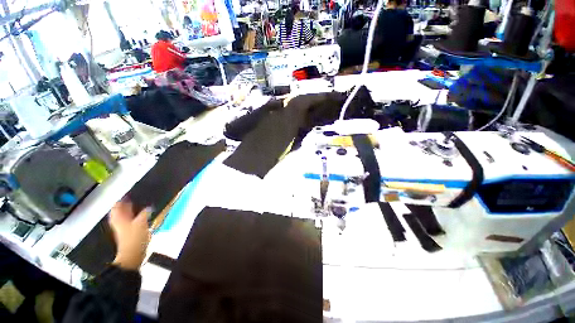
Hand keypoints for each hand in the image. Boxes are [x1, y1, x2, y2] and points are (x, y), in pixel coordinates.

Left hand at [109, 200, 150, 270]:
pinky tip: (144, 214)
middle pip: (121, 209)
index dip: (123, 198)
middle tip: (137, 196)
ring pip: (126, 215)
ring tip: (142, 203)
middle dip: (128, 203)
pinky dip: (136, 215)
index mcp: (119, 217)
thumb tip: (149, 207)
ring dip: (133, 209)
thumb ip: (145, 213)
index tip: (131, 192)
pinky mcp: (129, 232)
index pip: (118, 204)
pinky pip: (132, 220)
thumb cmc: (135, 237)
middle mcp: (119, 221)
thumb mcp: (142, 222)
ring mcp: (123, 227)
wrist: (133, 254)